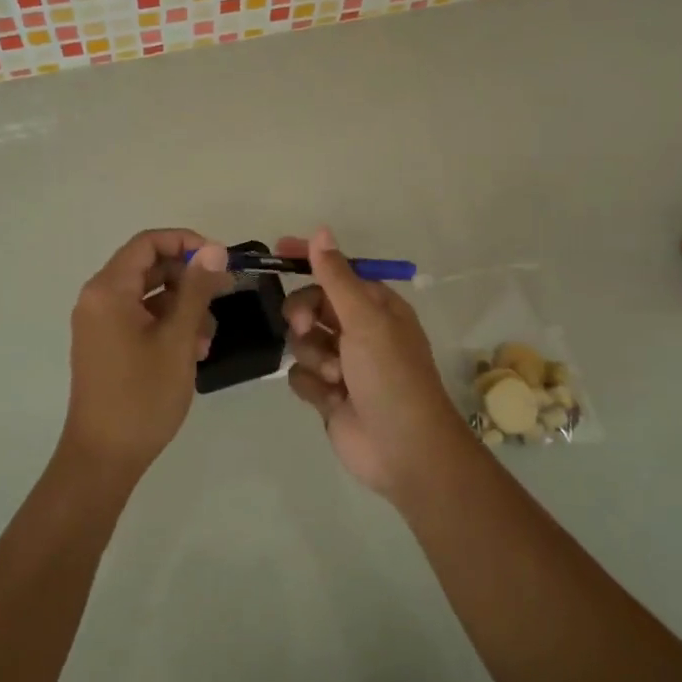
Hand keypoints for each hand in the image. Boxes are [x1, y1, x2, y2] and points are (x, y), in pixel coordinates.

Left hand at [63, 230, 231, 481]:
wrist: (104, 457)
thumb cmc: (142, 396)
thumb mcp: (177, 339)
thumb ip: (196, 290)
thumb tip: (213, 249)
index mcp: (108, 290)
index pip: (148, 243)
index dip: (186, 242)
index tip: (220, 260)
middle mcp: (98, 298)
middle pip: (148, 267)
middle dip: (188, 277)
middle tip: (225, 292)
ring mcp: (100, 323)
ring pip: (148, 295)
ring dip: (182, 305)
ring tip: (208, 336)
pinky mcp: (106, 344)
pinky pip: (140, 318)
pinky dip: (167, 324)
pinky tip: (194, 350)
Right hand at [281, 227, 470, 499]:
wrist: (404, 450)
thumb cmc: (391, 376)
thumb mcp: (365, 320)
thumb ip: (337, 277)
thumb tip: (321, 232)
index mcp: (376, 307)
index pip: (336, 272)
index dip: (309, 260)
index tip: (278, 250)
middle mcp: (359, 330)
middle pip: (312, 305)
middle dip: (304, 315)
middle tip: (305, 326)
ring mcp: (342, 363)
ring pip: (302, 341)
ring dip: (313, 356)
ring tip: (335, 376)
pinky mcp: (328, 393)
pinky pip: (300, 375)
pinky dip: (313, 386)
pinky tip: (332, 400)